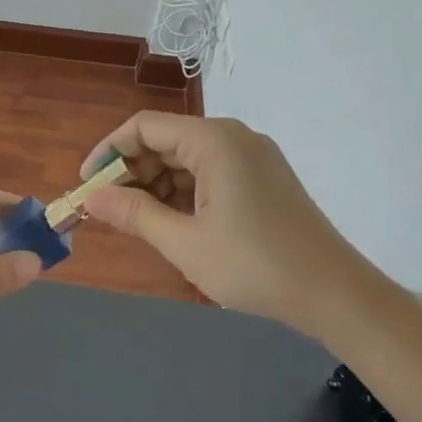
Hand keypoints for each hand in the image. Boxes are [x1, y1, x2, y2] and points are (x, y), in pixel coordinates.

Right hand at [80, 113, 381, 336]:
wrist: (335, 294)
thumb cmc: (254, 264)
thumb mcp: (183, 241)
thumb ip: (132, 213)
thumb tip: (90, 197)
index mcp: (214, 141)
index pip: (143, 127)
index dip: (108, 153)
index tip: (87, 187)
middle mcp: (234, 138)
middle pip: (165, 140)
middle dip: (131, 172)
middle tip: (108, 211)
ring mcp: (252, 158)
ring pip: (186, 159)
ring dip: (155, 185)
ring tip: (137, 222)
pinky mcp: (263, 179)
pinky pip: (209, 173)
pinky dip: (183, 193)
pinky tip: (172, 223)